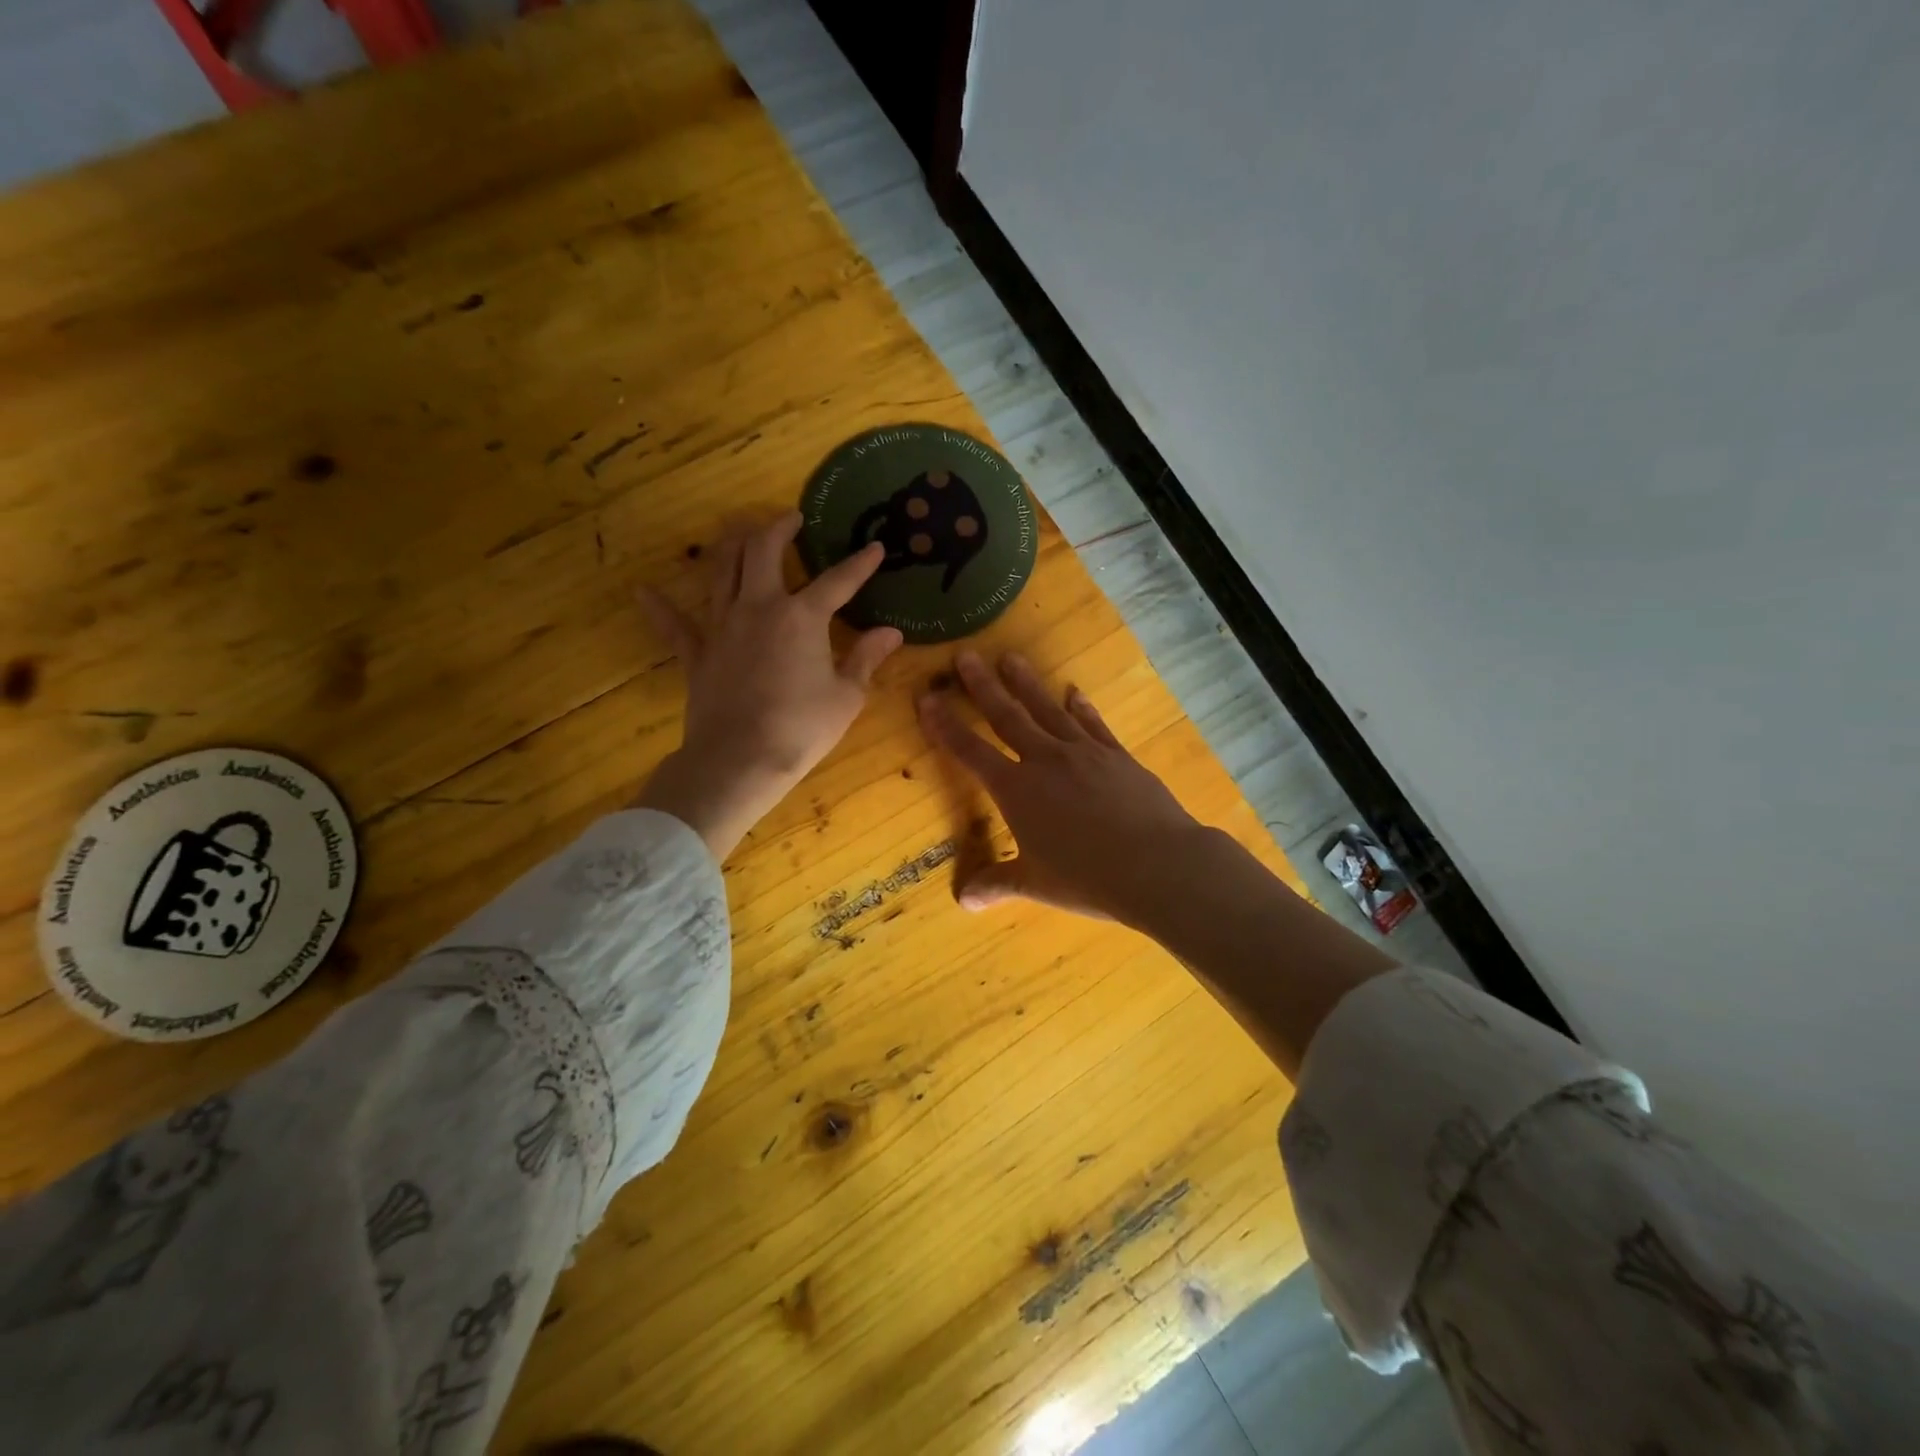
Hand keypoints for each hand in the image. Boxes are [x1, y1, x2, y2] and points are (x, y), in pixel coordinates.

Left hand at [636, 513, 901, 858]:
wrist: (740, 760)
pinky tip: (644, 591)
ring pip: (721, 572)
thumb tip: (891, 633)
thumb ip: (866, 658)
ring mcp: (722, 627)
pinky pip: (675, 625)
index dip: (860, 564)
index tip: (875, 548)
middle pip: (761, 552)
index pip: (837, 580)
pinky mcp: (697, 654)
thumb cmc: (801, 728)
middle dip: (777, 528)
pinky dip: (660, 608)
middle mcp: (759, 608)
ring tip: (741, 533)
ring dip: (731, 546)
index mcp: (802, 617)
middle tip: (791, 519)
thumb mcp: (846, 696)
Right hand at [918, 650, 1213, 923]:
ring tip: (1010, 657)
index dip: (945, 726)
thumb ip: (997, 883)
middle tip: (966, 655)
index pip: (970, 752)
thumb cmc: (1087, 878)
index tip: (927, 697)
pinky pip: (1092, 724)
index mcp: (1017, 790)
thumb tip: (962, 900)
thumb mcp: (1035, 885)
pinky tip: (1074, 692)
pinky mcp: (1117, 755)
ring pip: (1047, 710)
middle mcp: (1045, 761)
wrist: (1158, 865)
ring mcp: (1084, 752)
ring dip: (1026, 683)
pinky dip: (1081, 707)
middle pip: (1007, 716)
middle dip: (983, 686)